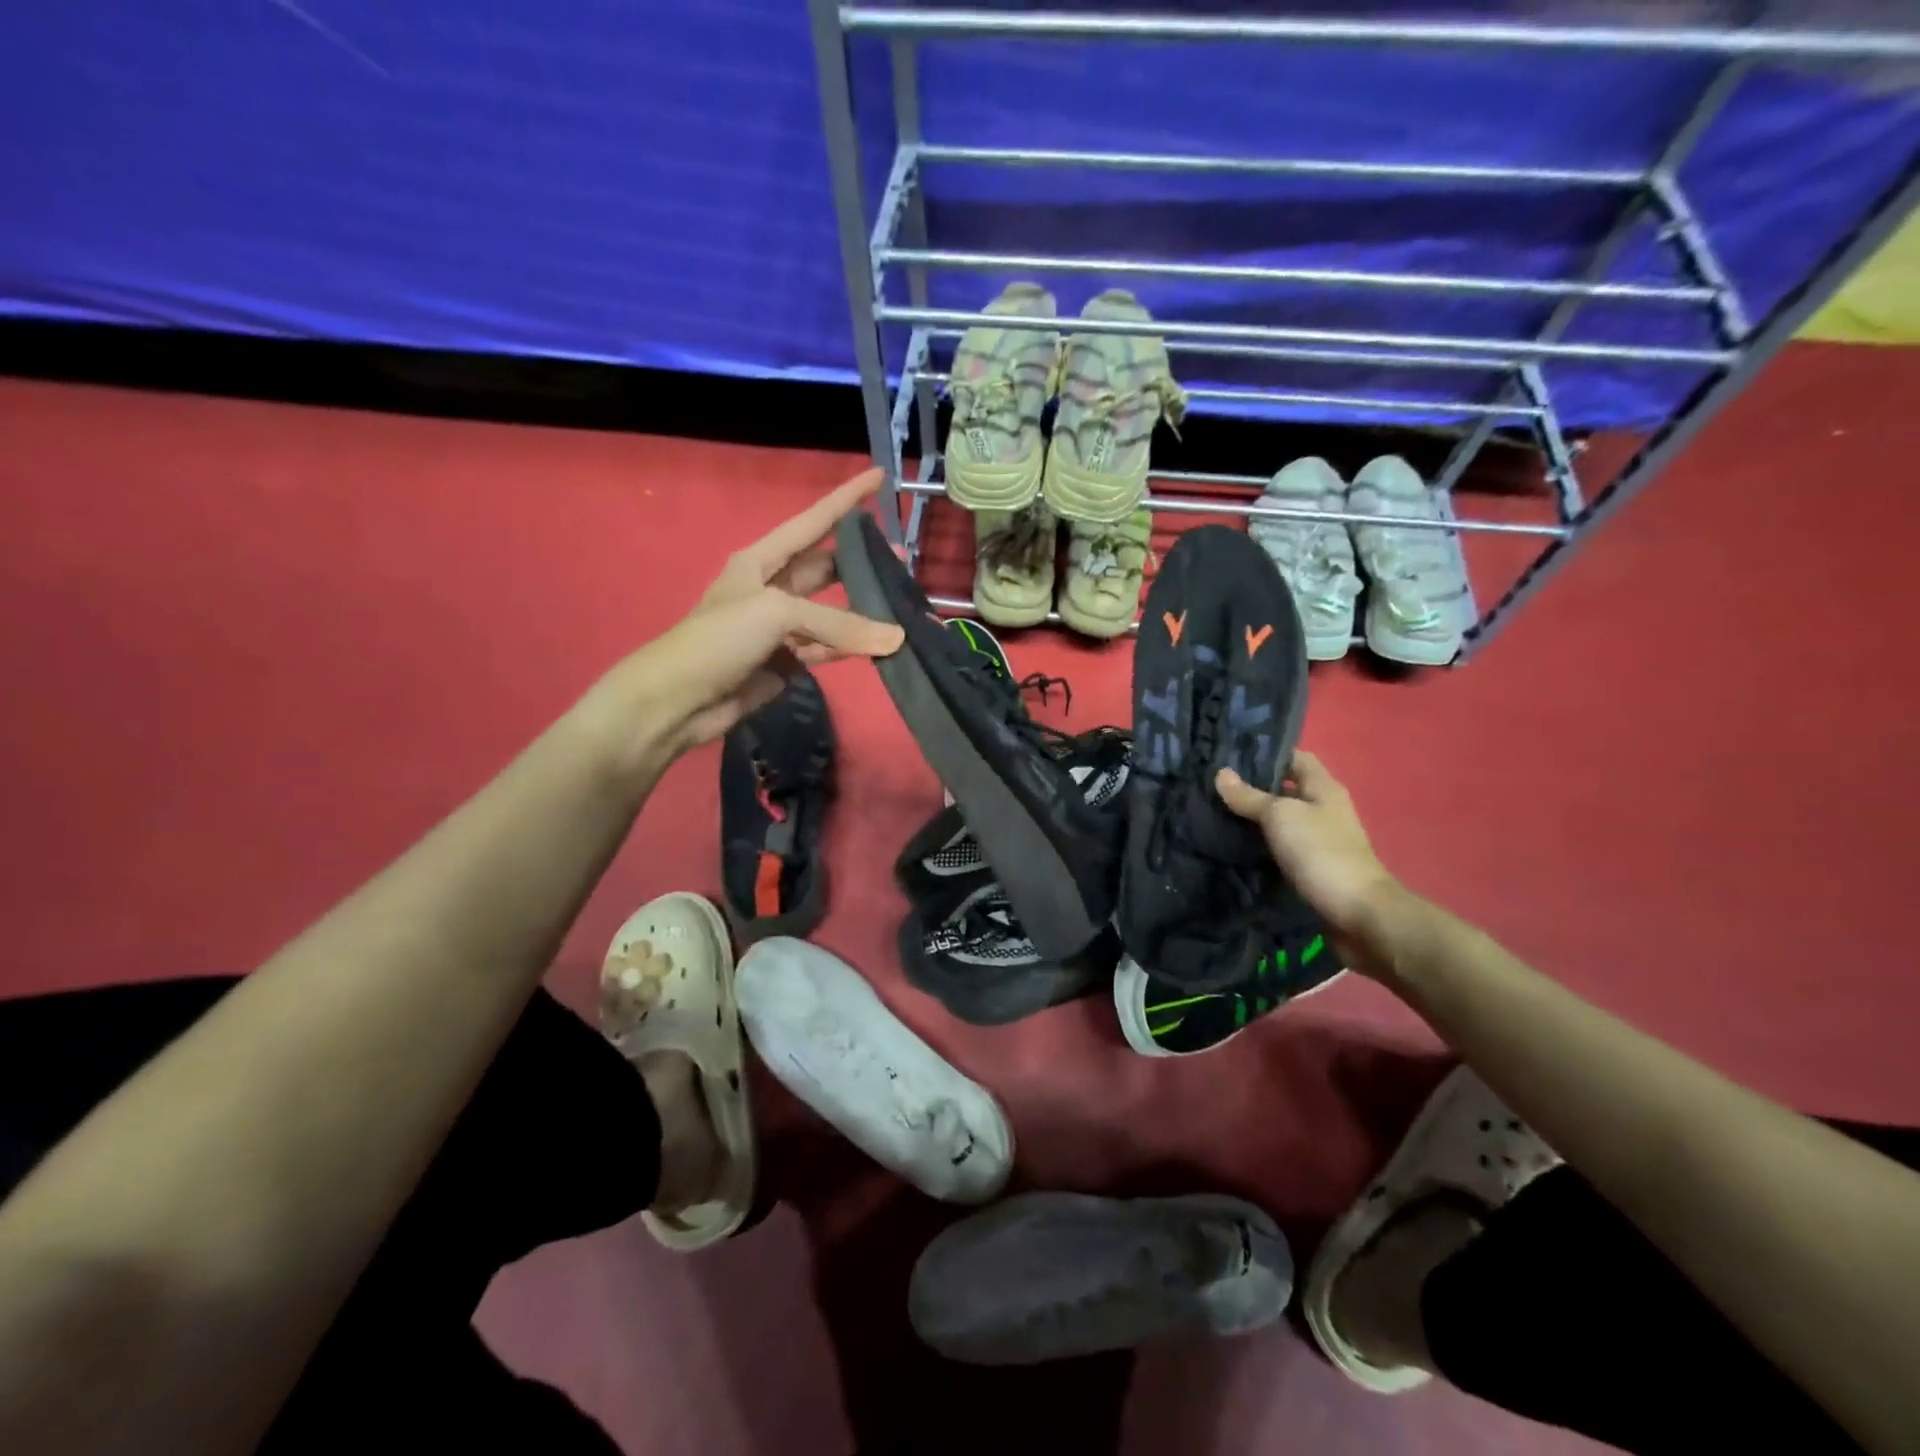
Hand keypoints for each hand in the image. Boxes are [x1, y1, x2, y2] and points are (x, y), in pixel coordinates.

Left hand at [591, 469, 903, 764]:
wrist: (679, 700)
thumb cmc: (718, 639)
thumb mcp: (776, 615)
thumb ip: (839, 624)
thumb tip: (896, 639)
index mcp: (761, 560)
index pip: (813, 521)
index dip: (846, 499)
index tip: (880, 477)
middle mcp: (772, 588)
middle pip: (826, 568)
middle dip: (862, 561)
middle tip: (904, 558)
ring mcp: (780, 628)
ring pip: (832, 613)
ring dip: (862, 610)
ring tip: (901, 603)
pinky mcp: (787, 662)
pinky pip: (827, 649)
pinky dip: (850, 648)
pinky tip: (876, 646)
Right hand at [1215, 751, 1400, 945]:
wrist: (1357, 913)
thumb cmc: (1321, 852)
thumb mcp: (1280, 816)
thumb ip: (1250, 797)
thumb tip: (1221, 773)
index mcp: (1324, 788)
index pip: (1295, 758)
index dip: (1266, 753)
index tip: (1230, 755)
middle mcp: (1324, 809)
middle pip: (1285, 789)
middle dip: (1253, 787)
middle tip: (1213, 785)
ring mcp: (1319, 840)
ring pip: (1281, 820)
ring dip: (1253, 818)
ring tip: (1214, 812)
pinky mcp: (1311, 867)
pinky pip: (1280, 847)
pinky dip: (1259, 845)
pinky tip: (1233, 845)